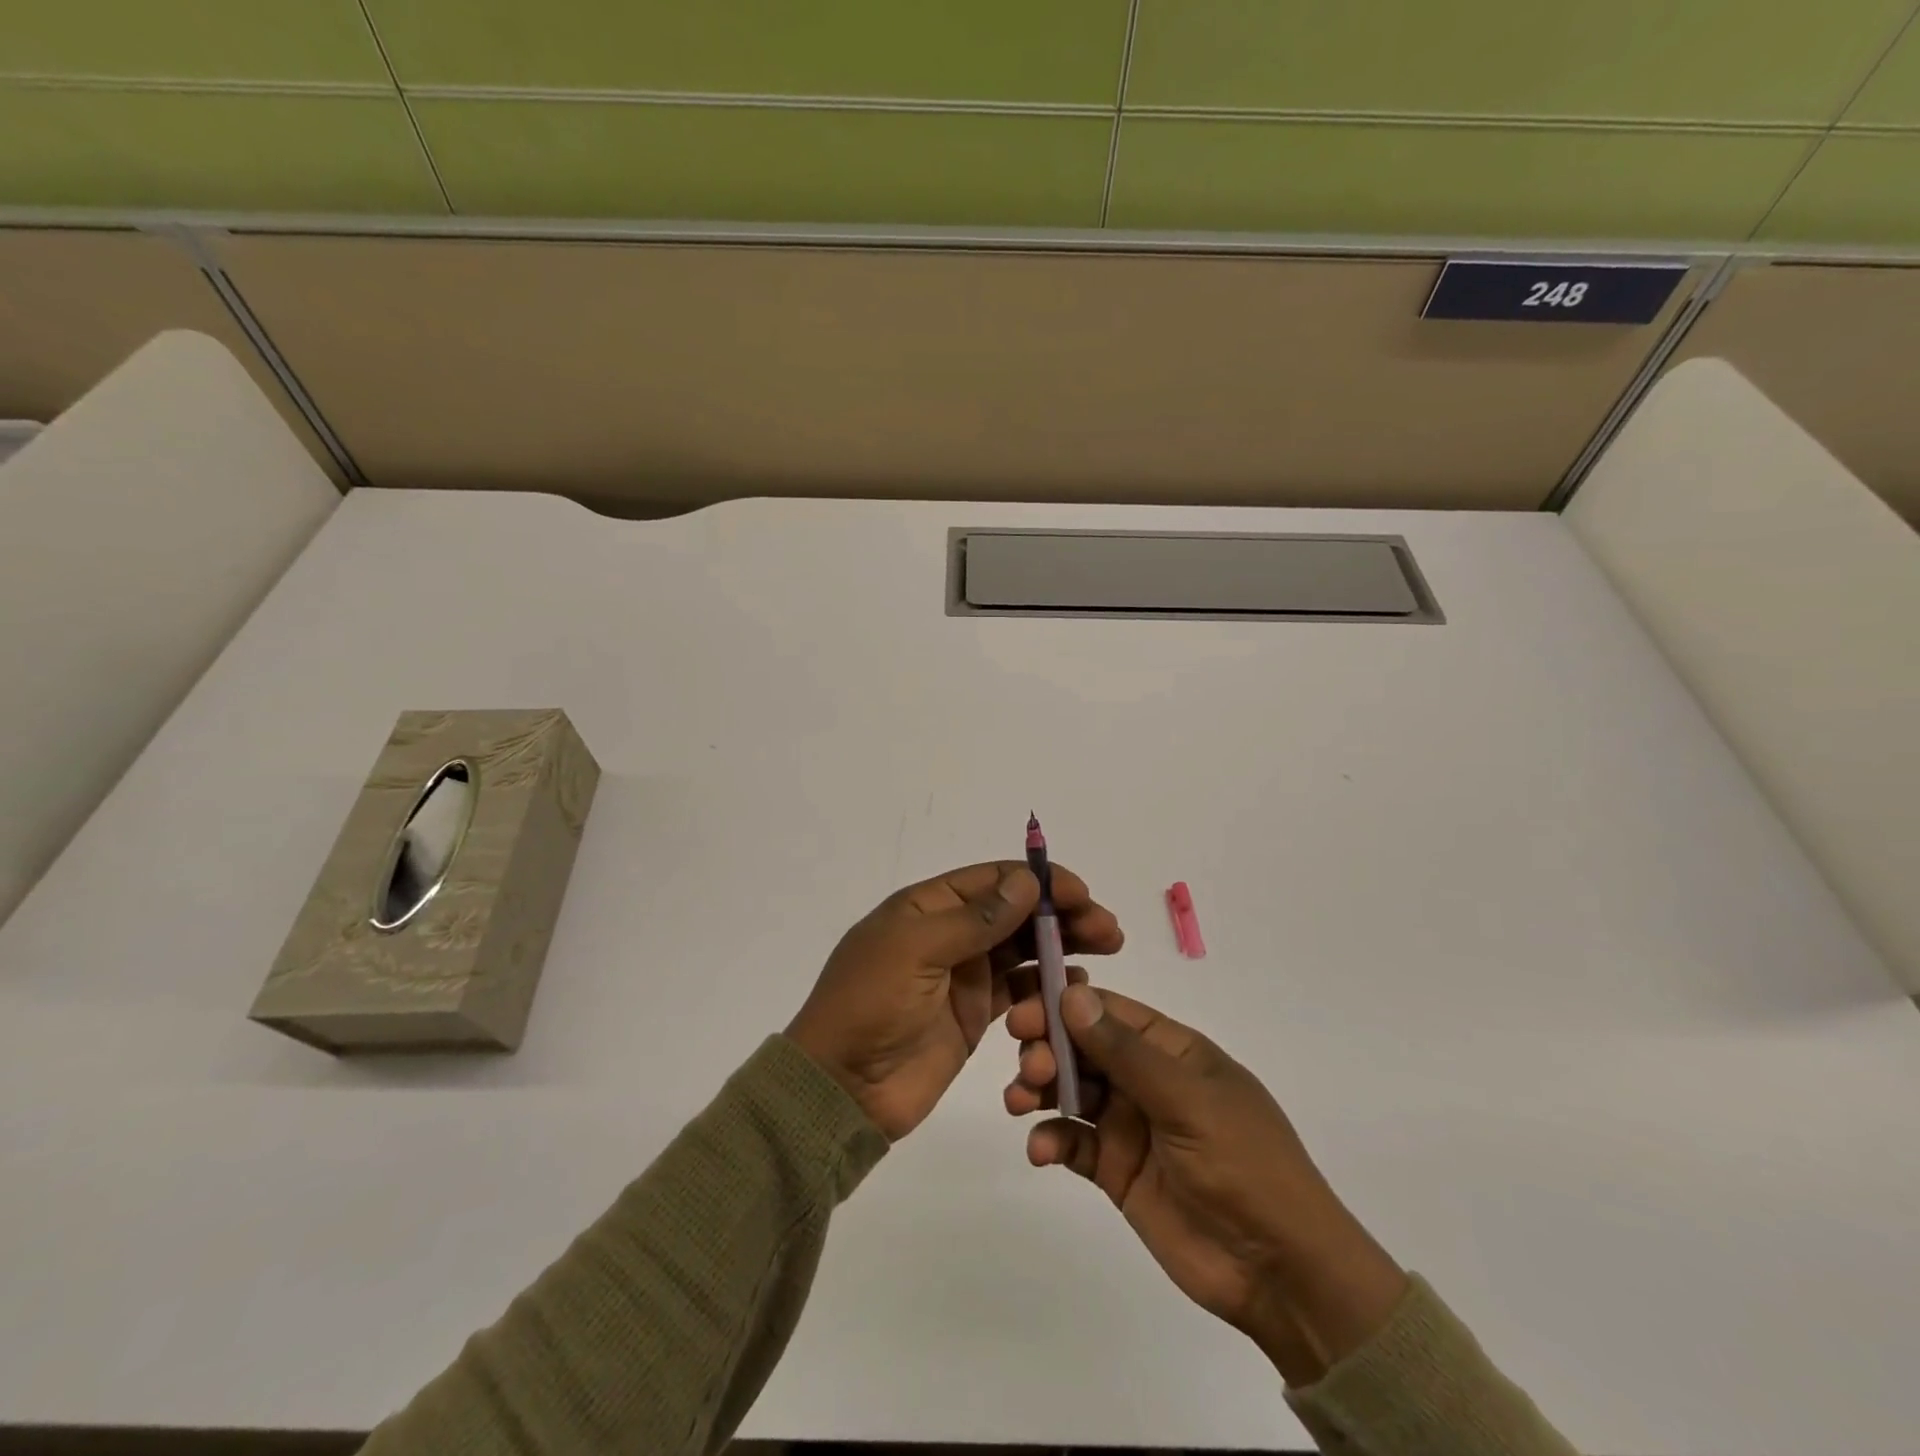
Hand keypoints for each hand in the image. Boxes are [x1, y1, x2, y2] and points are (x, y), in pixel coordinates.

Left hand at [789, 862, 1121, 1140]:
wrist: (841, 1088)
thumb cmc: (870, 1005)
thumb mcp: (915, 950)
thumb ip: (974, 918)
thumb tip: (1028, 882)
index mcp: (927, 907)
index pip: (993, 880)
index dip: (1040, 882)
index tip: (1082, 894)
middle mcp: (949, 934)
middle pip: (1015, 913)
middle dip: (1062, 915)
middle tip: (1108, 930)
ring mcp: (963, 975)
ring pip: (1023, 950)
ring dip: (1061, 948)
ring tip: (1103, 954)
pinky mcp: (973, 1016)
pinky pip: (1019, 993)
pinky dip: (1046, 989)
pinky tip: (1073, 992)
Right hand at [1005, 983, 1407, 1384]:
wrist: (1281, 1273)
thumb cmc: (1244, 1164)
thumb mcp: (1187, 1099)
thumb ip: (1125, 1050)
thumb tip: (1071, 993)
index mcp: (1171, 1049)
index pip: (1108, 1011)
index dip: (1063, 1005)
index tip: (1023, 1011)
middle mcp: (1145, 1079)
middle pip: (1082, 1047)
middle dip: (1048, 1048)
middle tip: (1028, 1065)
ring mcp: (1129, 1124)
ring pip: (1070, 1090)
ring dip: (1039, 1088)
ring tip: (1020, 1102)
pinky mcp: (1116, 1170)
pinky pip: (1073, 1142)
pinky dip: (1051, 1140)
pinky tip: (1041, 1150)